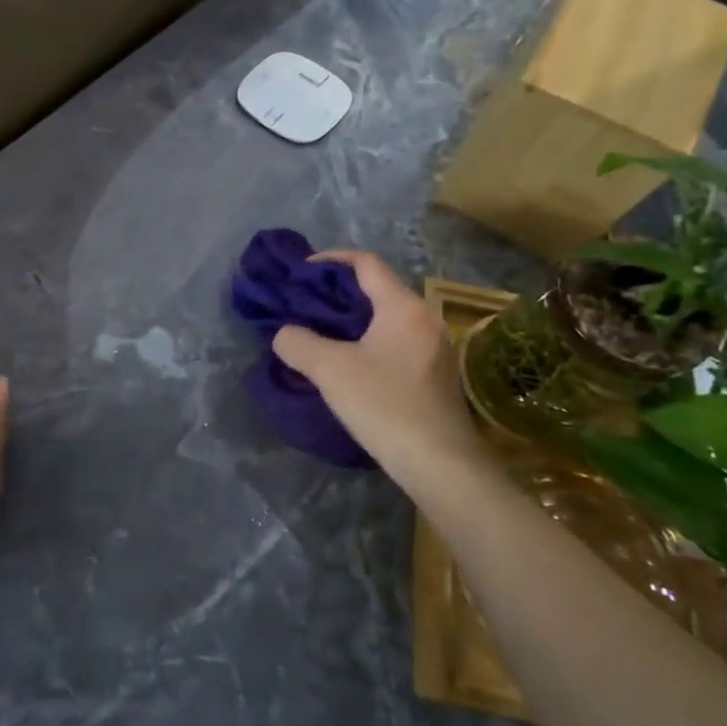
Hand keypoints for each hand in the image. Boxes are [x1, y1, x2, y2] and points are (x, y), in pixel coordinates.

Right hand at [271, 250, 485, 479]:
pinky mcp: (434, 375)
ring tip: (318, 333)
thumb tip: (286, 335)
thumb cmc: (385, 405)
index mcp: (403, 307)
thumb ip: (298, 342)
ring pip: (385, 317)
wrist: (440, 466)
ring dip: (351, 319)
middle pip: (376, 288)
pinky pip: (394, 341)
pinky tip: (346, 363)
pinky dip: (367, 340)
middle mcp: (424, 319)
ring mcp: (434, 348)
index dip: (330, 259)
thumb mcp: (329, 370)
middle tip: (303, 304)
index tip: (301, 272)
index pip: (366, 263)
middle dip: (337, 292)